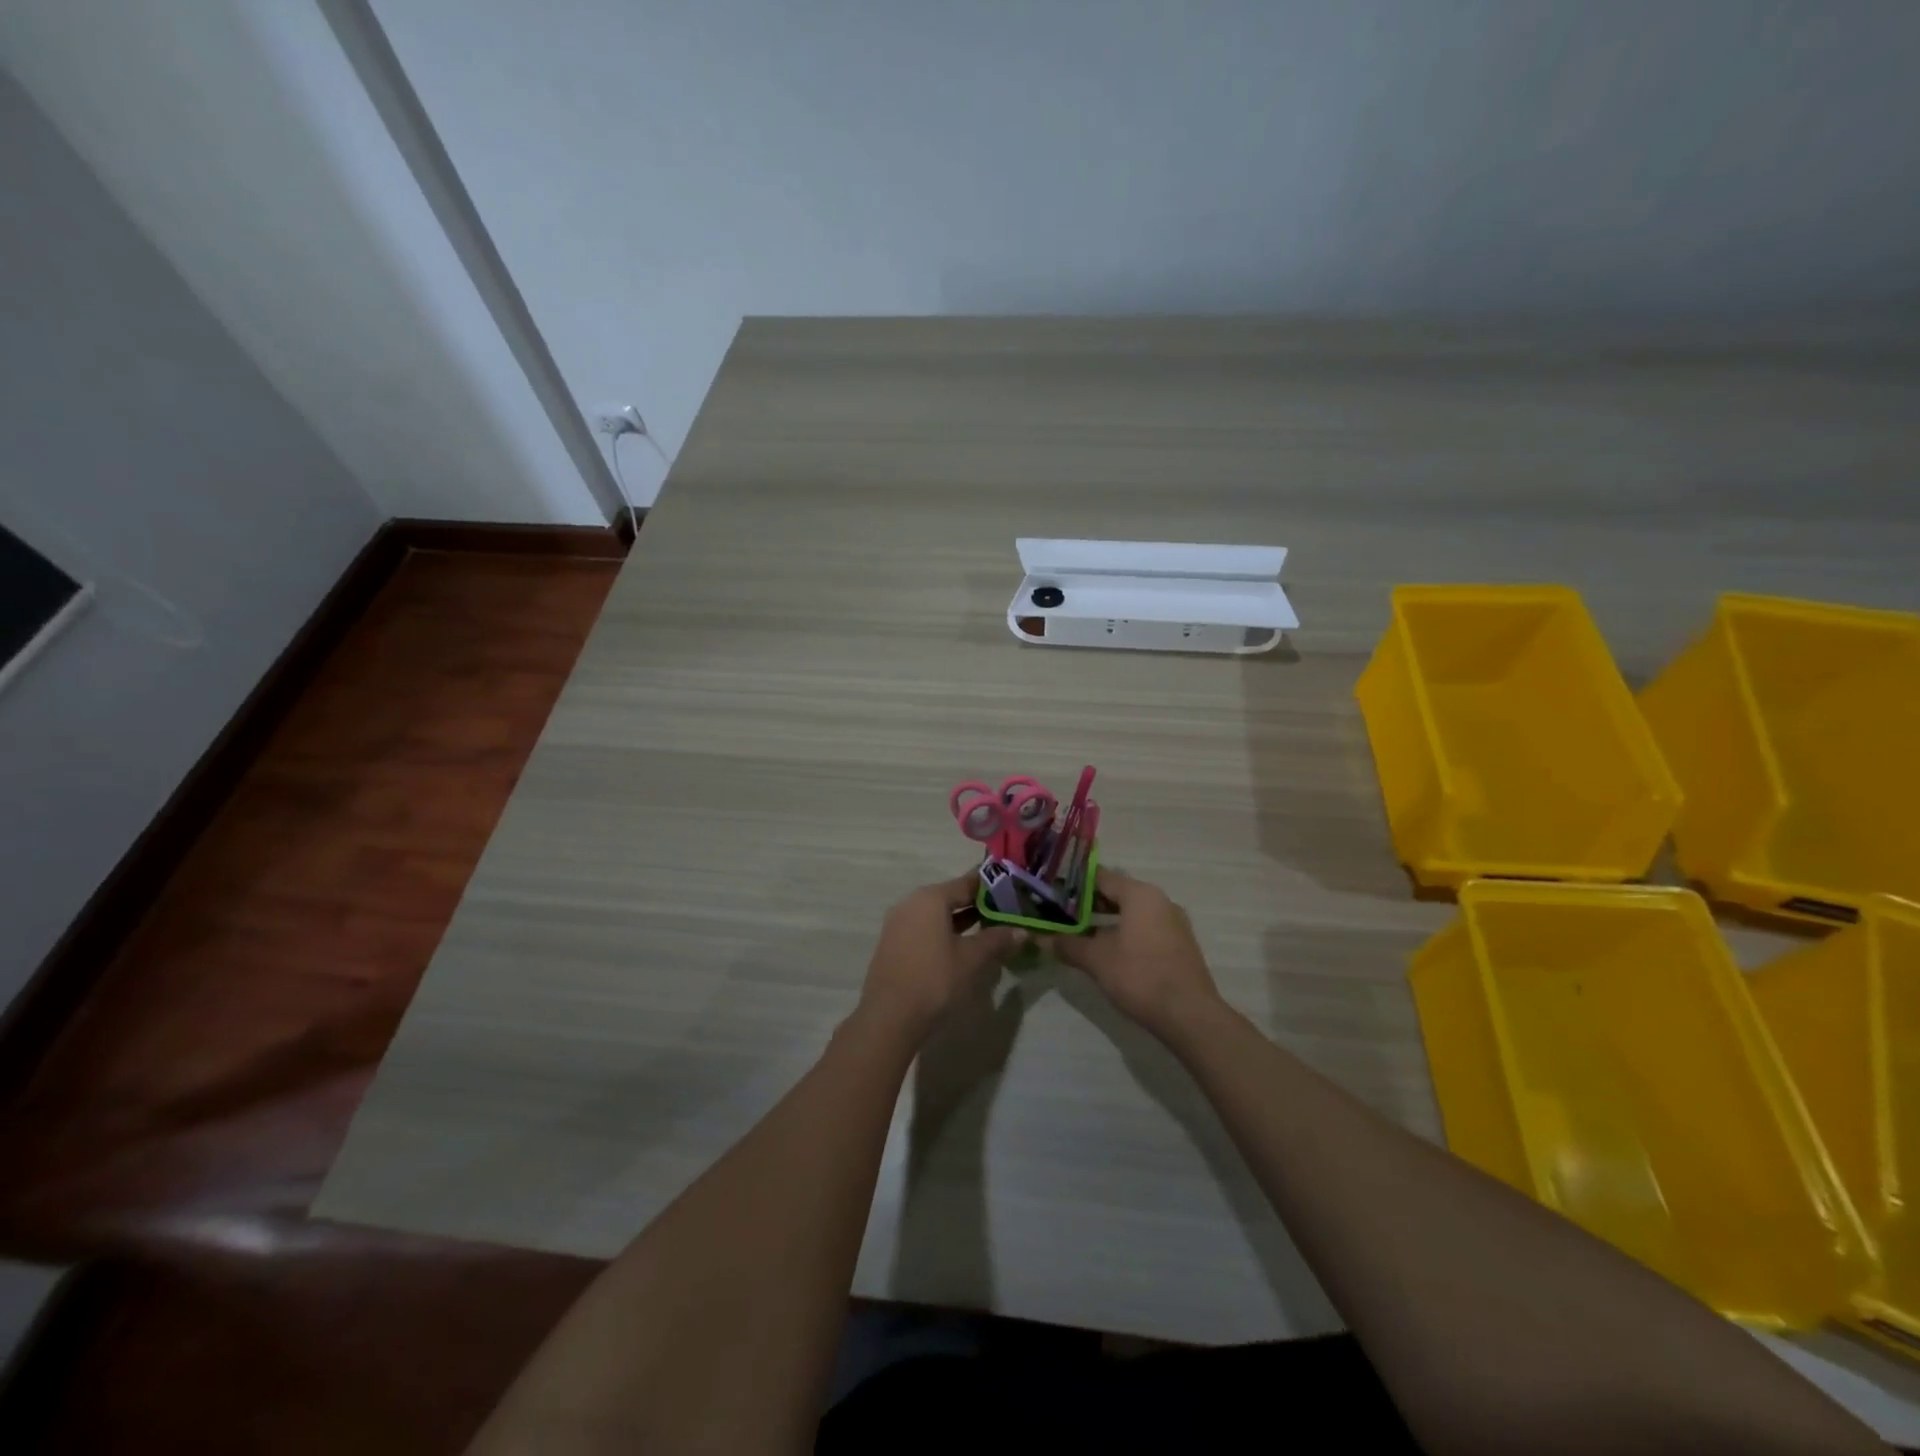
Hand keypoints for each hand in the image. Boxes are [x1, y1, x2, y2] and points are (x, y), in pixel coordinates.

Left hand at [859, 874, 1023, 1040]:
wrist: (889, 1018)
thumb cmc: (935, 980)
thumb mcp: (972, 959)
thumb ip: (997, 940)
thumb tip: (1022, 931)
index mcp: (930, 898)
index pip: (966, 883)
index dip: (992, 887)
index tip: (1013, 892)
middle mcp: (911, 903)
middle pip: (950, 897)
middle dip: (978, 906)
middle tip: (1005, 914)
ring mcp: (898, 924)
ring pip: (937, 915)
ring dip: (962, 922)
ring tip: (989, 931)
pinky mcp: (894, 945)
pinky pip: (925, 930)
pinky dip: (945, 934)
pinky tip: (962, 949)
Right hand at [1052, 869, 1222, 1035]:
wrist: (1189, 1015)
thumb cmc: (1139, 976)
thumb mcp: (1096, 959)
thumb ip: (1067, 944)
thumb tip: (1040, 938)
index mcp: (1140, 894)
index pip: (1101, 877)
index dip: (1075, 884)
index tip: (1054, 893)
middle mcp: (1160, 901)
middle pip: (1118, 893)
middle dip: (1090, 904)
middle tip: (1062, 914)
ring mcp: (1174, 923)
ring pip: (1133, 912)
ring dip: (1108, 921)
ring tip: (1081, 933)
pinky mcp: (1179, 945)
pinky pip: (1146, 928)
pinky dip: (1126, 932)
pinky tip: (1109, 951)